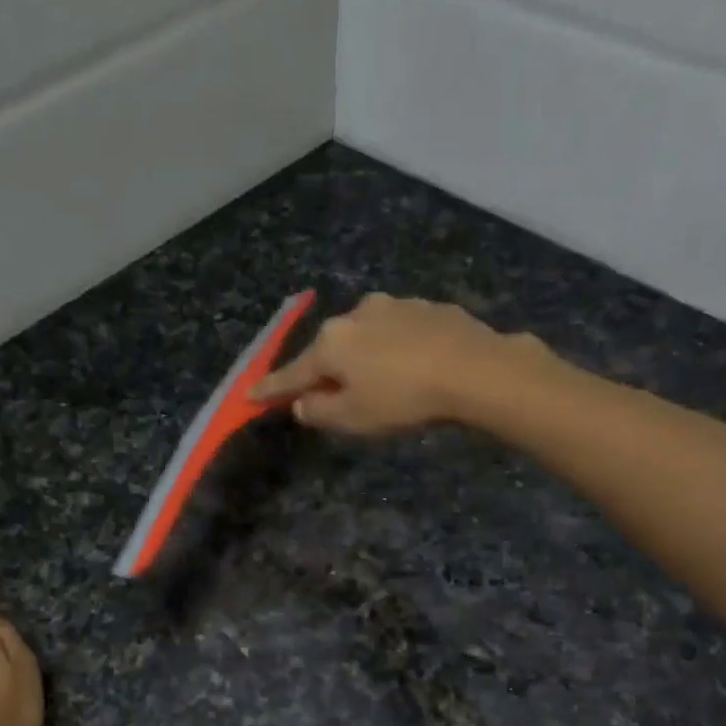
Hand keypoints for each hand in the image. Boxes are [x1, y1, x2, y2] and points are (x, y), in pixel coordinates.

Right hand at [251, 293, 536, 434]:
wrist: (474, 369)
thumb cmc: (403, 399)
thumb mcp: (353, 419)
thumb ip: (319, 412)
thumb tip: (302, 403)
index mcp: (332, 343)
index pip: (293, 373)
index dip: (271, 389)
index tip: (250, 396)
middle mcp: (356, 315)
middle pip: (330, 350)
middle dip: (327, 371)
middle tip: (331, 396)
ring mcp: (394, 306)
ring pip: (366, 337)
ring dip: (364, 358)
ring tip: (381, 382)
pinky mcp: (428, 307)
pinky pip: (399, 332)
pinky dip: (396, 349)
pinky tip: (413, 366)